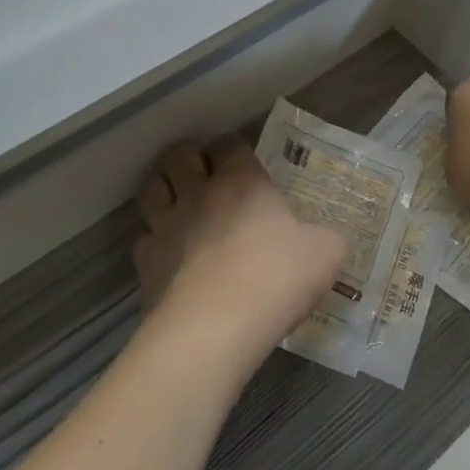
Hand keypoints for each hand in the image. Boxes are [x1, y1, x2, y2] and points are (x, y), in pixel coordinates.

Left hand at [134, 137, 345, 365]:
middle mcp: (198, 192)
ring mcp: (167, 225)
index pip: (228, 144)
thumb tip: (325, 240)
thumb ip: (326, 239)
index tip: (240, 160)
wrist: (216, 325)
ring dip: (162, 189)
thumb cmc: (276, 277)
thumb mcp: (326, 254)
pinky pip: (143, 239)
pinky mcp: (146, 262)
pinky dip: (153, 241)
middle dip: (188, 156)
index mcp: (242, 180)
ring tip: (175, 200)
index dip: (232, 148)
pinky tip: (166, 253)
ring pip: (152, 189)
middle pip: (179, 156)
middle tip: (201, 171)